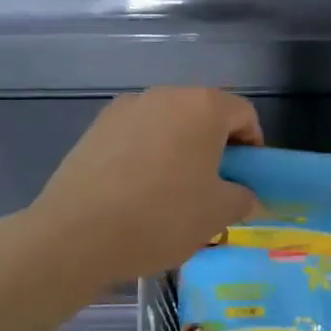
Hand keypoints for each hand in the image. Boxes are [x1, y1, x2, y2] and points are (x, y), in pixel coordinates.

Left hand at [31, 88, 262, 282]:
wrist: (77, 235)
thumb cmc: (162, 217)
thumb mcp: (218, 213)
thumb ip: (243, 198)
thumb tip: (246, 196)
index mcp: (203, 107)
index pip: (243, 114)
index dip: (253, 146)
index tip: (246, 179)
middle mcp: (165, 95)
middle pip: (203, 114)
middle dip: (215, 146)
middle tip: (214, 187)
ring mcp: (126, 108)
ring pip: (168, 124)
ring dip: (180, 149)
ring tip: (173, 191)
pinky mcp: (96, 128)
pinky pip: (137, 136)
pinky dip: (148, 155)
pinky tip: (138, 191)